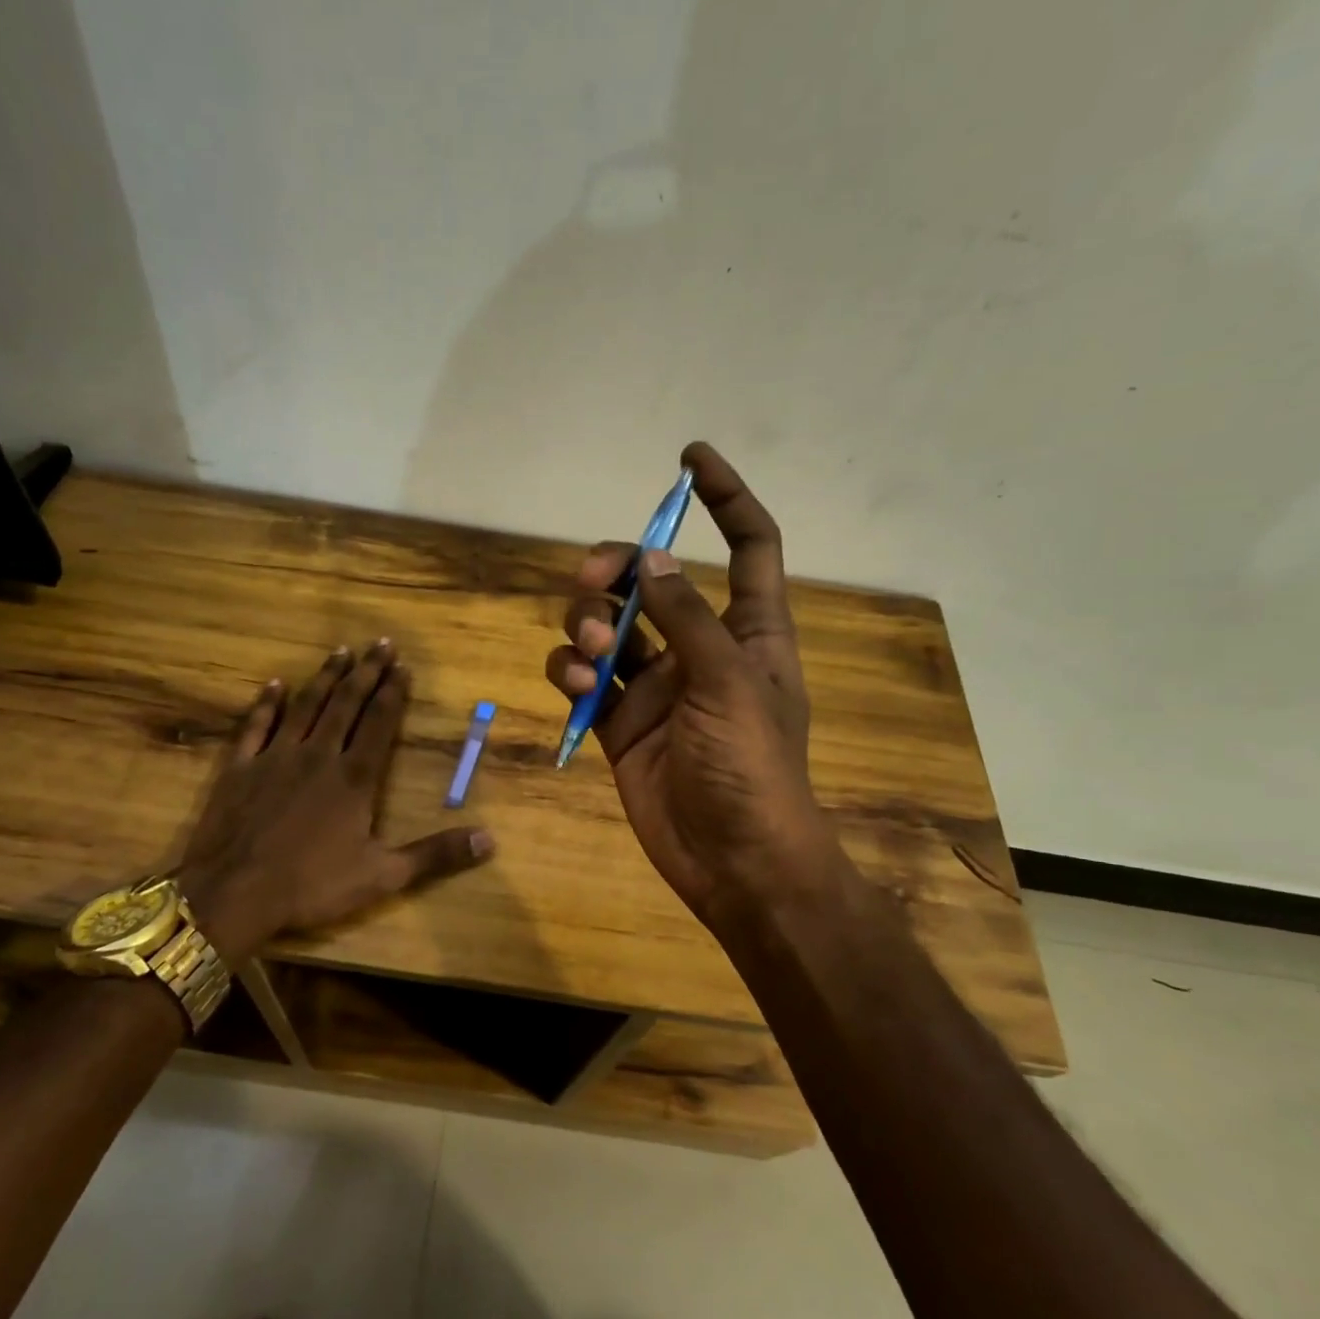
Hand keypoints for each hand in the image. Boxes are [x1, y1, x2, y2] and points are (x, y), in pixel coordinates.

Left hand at [174, 641, 494, 962]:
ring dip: (325, 677)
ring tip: (341, 651)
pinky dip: (265, 703)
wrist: (234, 894)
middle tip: (380, 643)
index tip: (403, 666)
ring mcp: (275, 757)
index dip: (393, 693)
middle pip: (346, 703)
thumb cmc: (312, 885)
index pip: (379, 723)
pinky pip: (255, 726)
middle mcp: (318, 755)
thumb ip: (435, 855)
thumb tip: (489, 840)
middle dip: (366, 672)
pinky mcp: (240, 768)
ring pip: (305, 706)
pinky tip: (274, 684)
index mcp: (354, 778)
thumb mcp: (383, 876)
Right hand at [544, 444, 831, 928]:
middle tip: (596, 581)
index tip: (688, 458)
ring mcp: (654, 685)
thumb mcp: (728, 683)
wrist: (731, 860)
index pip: (748, 545)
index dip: (725, 498)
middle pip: (651, 579)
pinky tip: (574, 691)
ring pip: (606, 627)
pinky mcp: (617, 720)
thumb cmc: (751, 769)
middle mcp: (698, 647)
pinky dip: (569, 674)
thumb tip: (655, 558)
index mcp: (747, 631)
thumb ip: (687, 619)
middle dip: (616, 570)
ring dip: (588, 628)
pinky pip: (581, 678)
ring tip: (591, 660)